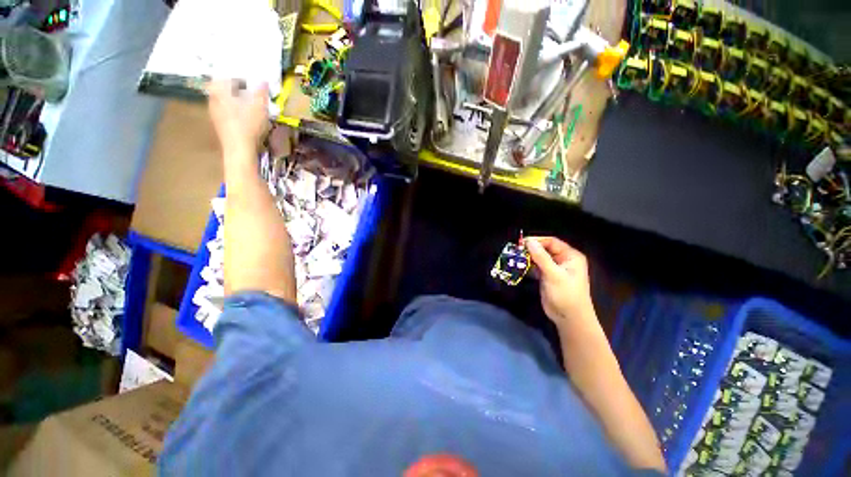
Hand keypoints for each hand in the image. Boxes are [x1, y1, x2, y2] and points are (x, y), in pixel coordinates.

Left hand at [206, 80, 269, 154]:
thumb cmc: (248, 126)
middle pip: (220, 87)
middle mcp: (213, 99)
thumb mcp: (259, 108)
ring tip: (244, 101)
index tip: (241, 74)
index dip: (231, 73)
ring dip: (231, 98)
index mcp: (220, 91)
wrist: (239, 149)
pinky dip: (231, 109)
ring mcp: (214, 113)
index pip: (221, 75)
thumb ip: (260, 93)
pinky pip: (223, 110)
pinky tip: (241, 115)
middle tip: (244, 87)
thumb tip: (263, 80)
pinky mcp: (218, 124)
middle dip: (231, 86)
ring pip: (221, 99)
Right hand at [524, 236, 594, 326]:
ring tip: (515, 258)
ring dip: (528, 258)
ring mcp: (554, 268)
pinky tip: (519, 266)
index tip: (522, 242)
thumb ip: (541, 257)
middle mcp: (563, 260)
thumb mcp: (554, 274)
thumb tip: (529, 242)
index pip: (552, 242)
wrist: (569, 318)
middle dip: (531, 249)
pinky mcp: (547, 277)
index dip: (537, 240)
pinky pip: (536, 267)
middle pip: (544, 249)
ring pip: (539, 258)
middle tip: (516, 250)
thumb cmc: (566, 294)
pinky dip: (528, 266)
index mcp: (570, 256)